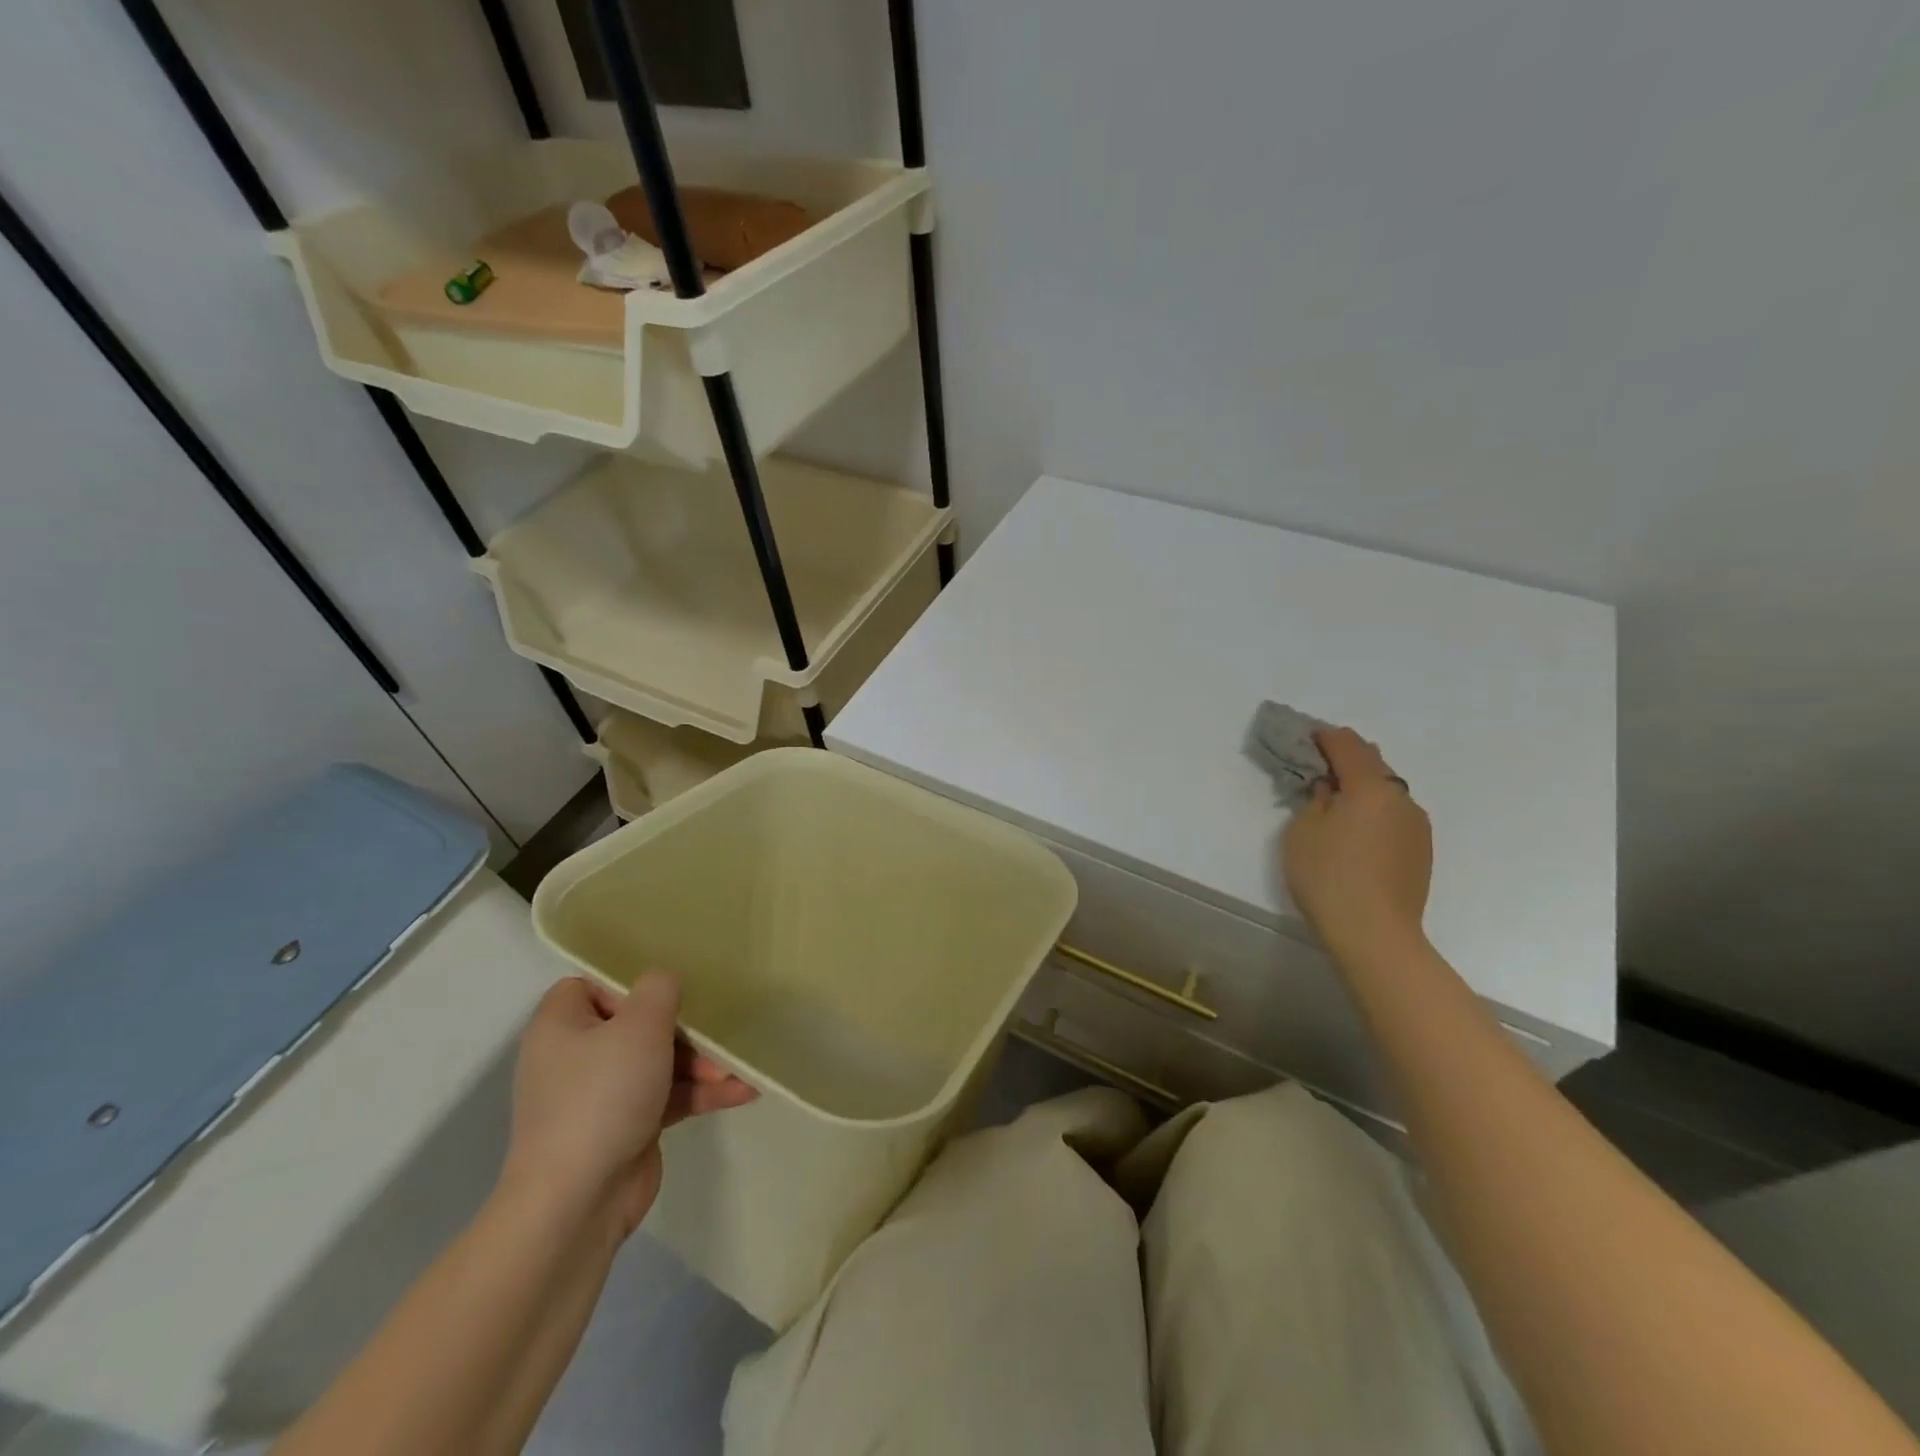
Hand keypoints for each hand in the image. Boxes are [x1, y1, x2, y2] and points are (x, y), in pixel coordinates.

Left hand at [500, 974, 756, 1237]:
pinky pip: (668, 1096)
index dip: (629, 984)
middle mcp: (577, 1056)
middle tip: (718, 1030)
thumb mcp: (639, 1025)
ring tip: (740, 1068)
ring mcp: (602, 1095)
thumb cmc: (602, 1095)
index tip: (666, 993)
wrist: (577, 1202)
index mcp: (562, 1025)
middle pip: (638, 1024)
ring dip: (701, 1063)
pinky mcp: (627, 1126)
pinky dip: (700, 1093)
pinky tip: (743, 1092)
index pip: (592, 985)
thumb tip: (664, 982)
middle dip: (685, 1028)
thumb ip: (659, 989)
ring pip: (659, 1062)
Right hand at [1282, 726, 1432, 962]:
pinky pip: (1394, 814)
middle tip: (1319, 764)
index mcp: (1371, 787)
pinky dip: (1374, 808)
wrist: (1375, 934)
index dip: (1325, 737)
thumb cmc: (1328, 877)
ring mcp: (1417, 825)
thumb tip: (1330, 787)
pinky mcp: (1421, 850)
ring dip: (1363, 785)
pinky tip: (1357, 826)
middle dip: (1347, 757)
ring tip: (1337, 797)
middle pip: (1374, 764)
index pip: (1347, 746)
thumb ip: (1316, 799)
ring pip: (1387, 790)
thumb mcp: (1303, 831)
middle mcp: (1401, 798)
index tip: (1308, 735)